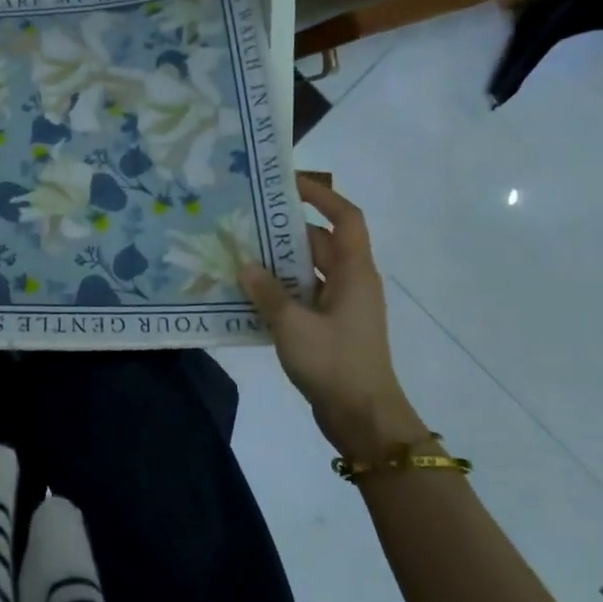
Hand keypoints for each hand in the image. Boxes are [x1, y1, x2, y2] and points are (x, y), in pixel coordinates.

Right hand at [238, 176, 427, 459]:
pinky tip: (248, 294)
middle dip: (286, 231)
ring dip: (278, 263)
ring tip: (239, 253)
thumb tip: (244, 266)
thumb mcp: (293, 325)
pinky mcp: (330, 328)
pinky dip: (279, 291)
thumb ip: (266, 293)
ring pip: (309, 271)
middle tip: (246, 220)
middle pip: (320, 243)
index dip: (321, 196)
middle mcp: (351, 283)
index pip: (345, 218)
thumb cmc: (335, 363)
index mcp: (354, 273)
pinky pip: (303, 297)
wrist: (363, 418)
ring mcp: (342, 307)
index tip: (287, 183)